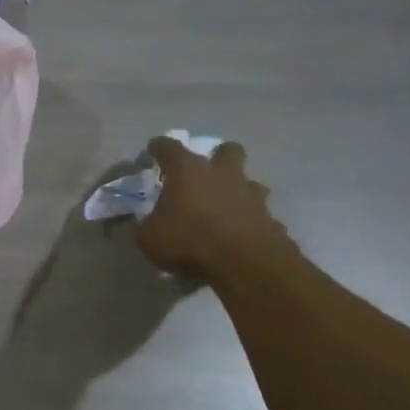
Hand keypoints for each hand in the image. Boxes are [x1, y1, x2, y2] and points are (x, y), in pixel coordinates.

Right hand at [136, 137, 294, 278]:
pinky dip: (248, 218)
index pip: (168, 147)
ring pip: (247, 180)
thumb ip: (144, 225)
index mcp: (187, 171)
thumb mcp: (149, 238)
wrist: (243, 262)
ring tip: (224, 207)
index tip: (152, 151)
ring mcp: (249, 193)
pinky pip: (257, 211)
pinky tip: (238, 233)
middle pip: (226, 150)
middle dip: (217, 156)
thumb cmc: (188, 240)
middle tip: (205, 173)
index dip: (158, 148)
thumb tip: (141, 221)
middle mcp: (221, 173)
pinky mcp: (269, 216)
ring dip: (236, 189)